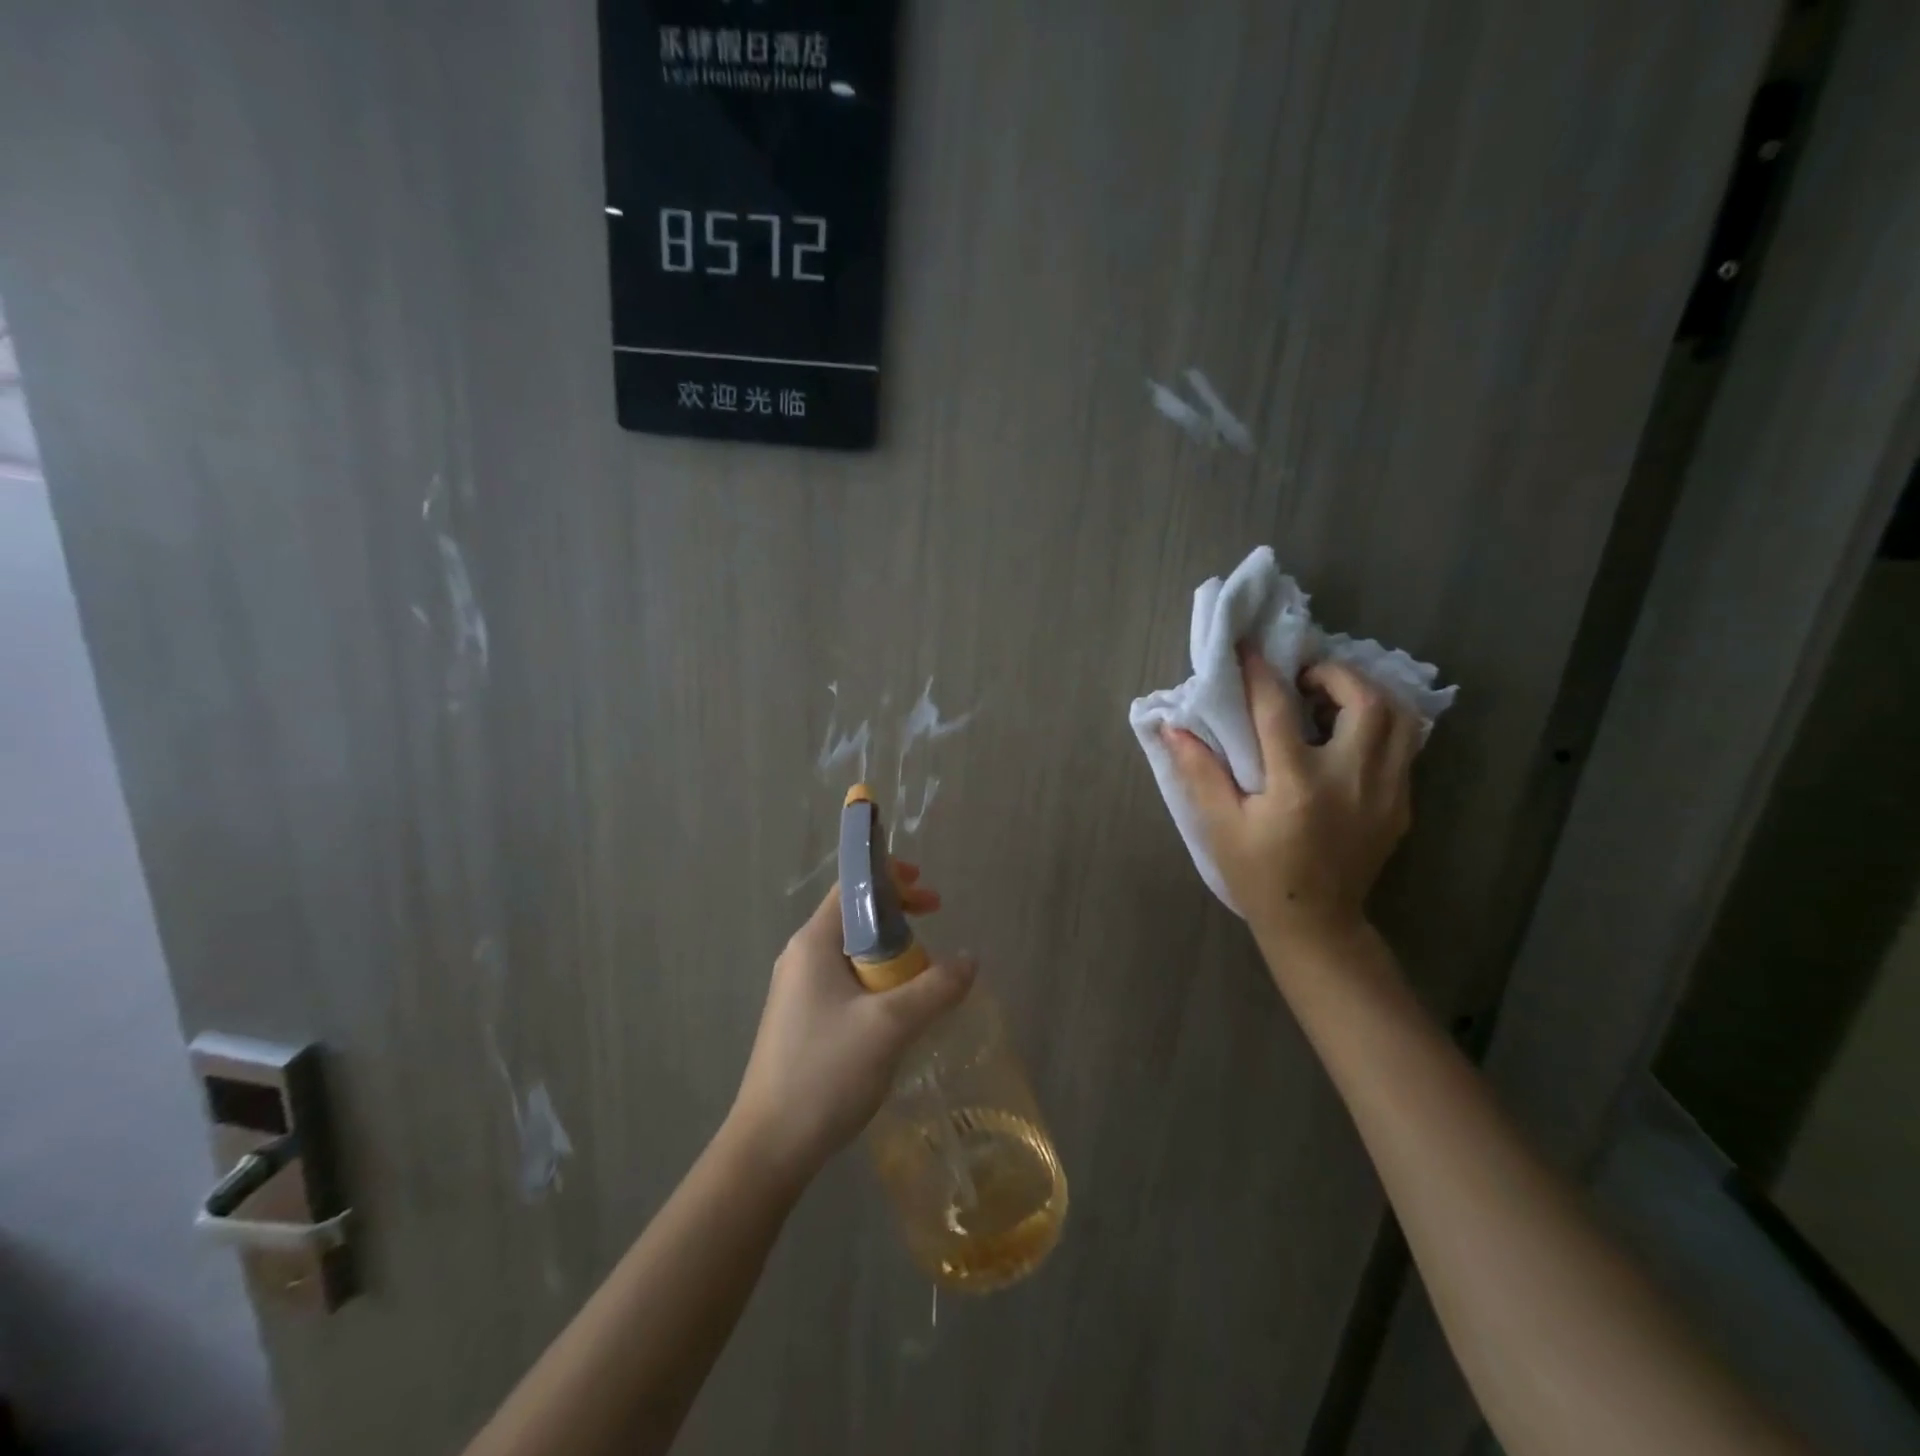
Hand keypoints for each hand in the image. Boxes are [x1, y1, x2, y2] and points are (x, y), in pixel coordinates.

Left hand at [730, 863, 975, 1185]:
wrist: (769, 1147)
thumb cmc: (826, 1073)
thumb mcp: (891, 1025)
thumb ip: (936, 987)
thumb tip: (970, 960)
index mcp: (812, 943)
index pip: (852, 887)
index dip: (892, 880)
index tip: (929, 895)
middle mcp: (800, 957)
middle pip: (855, 917)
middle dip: (899, 918)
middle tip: (935, 926)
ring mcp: (798, 990)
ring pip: (853, 953)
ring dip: (891, 954)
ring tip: (923, 976)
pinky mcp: (801, 1020)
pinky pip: (846, 983)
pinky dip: (877, 982)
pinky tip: (897, 1012)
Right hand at [1161, 649, 1419, 953]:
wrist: (1317, 924)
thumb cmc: (1260, 875)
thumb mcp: (1221, 826)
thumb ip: (1200, 773)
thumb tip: (1172, 728)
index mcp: (1299, 785)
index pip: (1278, 710)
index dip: (1259, 672)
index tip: (1247, 647)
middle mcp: (1351, 779)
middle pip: (1365, 700)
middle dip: (1334, 674)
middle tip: (1302, 678)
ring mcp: (1385, 792)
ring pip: (1400, 719)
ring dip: (1366, 695)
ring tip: (1331, 700)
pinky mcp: (1401, 804)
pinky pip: (1403, 747)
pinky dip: (1379, 725)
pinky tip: (1347, 735)